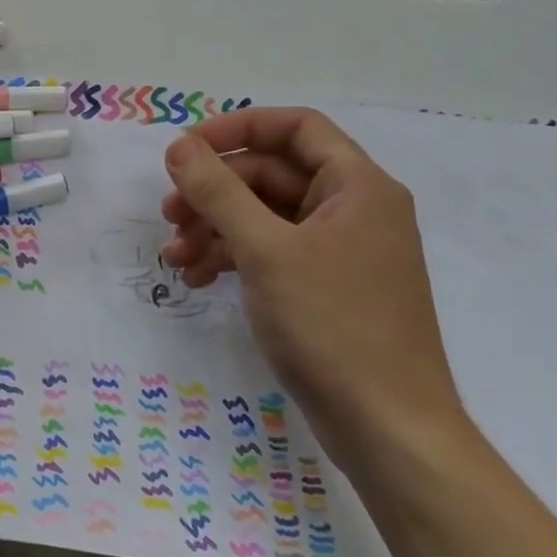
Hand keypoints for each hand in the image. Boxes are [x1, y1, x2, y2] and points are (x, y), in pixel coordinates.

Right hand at [159, 107, 468, 460]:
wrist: (388, 429)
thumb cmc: (332, 325)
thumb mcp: (266, 250)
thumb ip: (218, 192)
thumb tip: (179, 146)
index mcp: (357, 187)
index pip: (295, 127)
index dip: (237, 129)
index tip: (186, 150)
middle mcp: (352, 209)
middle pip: (271, 174)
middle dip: (214, 191)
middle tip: (168, 214)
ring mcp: (339, 251)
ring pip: (264, 215)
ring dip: (214, 228)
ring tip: (175, 256)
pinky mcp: (324, 287)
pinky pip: (270, 252)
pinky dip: (231, 257)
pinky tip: (198, 278)